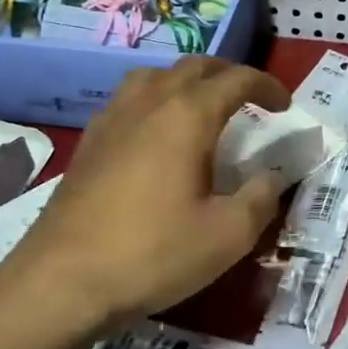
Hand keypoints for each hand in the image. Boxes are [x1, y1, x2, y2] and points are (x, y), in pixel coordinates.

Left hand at [3, 57, 291, 338]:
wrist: (62, 281)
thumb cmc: (152, 254)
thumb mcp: (228, 235)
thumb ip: (261, 198)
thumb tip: (271, 176)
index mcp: (187, 116)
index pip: (236, 80)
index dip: (266, 86)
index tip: (284, 105)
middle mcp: (149, 103)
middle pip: (194, 67)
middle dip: (229, 75)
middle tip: (250, 99)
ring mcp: (112, 119)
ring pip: (155, 76)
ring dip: (187, 81)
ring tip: (202, 107)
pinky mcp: (89, 142)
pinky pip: (128, 100)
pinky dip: (155, 100)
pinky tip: (156, 135)